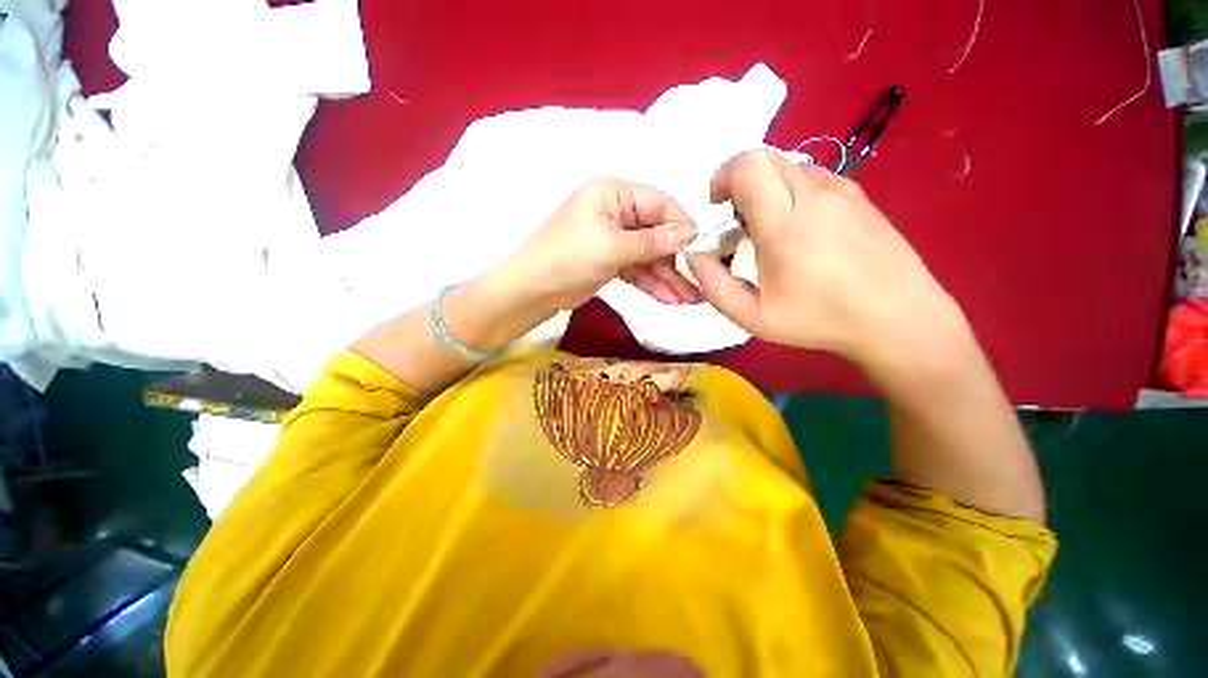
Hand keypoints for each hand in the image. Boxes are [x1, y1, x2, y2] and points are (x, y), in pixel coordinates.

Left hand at [506, 177, 700, 310]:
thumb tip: (689, 233)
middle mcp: (616, 211)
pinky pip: (636, 268)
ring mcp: (613, 238)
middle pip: (656, 232)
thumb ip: (653, 241)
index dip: (681, 225)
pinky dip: (651, 282)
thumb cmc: (569, 258)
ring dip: (667, 276)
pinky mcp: (609, 260)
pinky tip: (669, 297)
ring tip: (689, 298)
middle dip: (676, 259)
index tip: (701, 249)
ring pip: (648, 254)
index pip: (659, 203)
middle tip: (699, 283)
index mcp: (614, 193)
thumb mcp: (614, 247)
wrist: (532, 290)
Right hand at [688, 150, 966, 372]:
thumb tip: (695, 257)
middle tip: (739, 220)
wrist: (899, 317)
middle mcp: (815, 195)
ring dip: (766, 187)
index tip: (718, 204)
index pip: (748, 166)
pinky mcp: (858, 195)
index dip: (723, 176)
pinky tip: (799, 228)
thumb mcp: (753, 317)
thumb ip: (715, 286)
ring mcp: (842, 190)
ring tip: (769, 228)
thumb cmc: (820, 320)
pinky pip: (812, 176)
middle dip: (740, 182)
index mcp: (785, 225)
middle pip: (765, 158)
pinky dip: (791, 191)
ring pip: (789, 166)